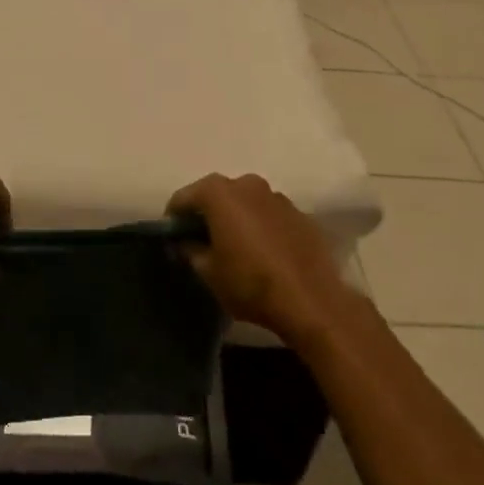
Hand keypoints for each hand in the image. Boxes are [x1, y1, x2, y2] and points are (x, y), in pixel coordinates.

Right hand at [168, 173, 358, 346]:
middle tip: (201, 241)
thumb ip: (190, 250)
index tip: (172, 237)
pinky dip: (261, 226)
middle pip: (216, 195)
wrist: (311, 300)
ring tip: (235, 247)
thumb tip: (184, 242)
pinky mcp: (300, 214)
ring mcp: (277, 196)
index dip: (174, 217)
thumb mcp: (208, 272)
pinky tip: (263, 252)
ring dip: (236, 218)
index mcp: (219, 193)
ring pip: (245, 202)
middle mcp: (247, 184)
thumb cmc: (250, 283)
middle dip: (206, 214)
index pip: (184, 197)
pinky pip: (269, 215)